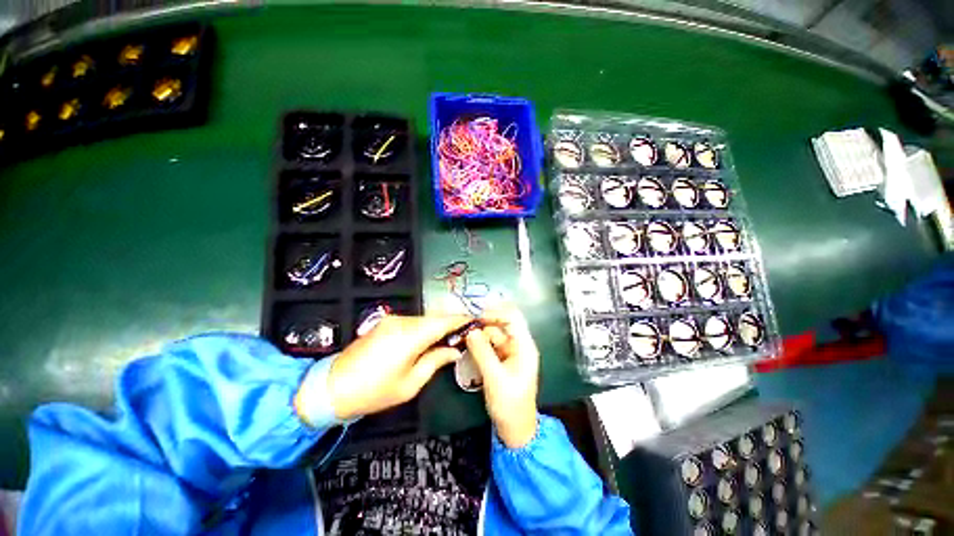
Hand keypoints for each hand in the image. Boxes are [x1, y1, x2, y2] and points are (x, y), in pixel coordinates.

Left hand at [319, 315, 469, 419]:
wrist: (332, 387)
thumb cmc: (374, 391)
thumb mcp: (411, 383)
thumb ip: (436, 361)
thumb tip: (454, 350)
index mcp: (410, 335)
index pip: (444, 322)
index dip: (461, 320)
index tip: (476, 322)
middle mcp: (403, 321)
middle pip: (435, 318)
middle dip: (451, 324)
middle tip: (465, 335)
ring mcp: (392, 320)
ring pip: (424, 319)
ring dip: (438, 326)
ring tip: (450, 339)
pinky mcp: (385, 323)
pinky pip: (413, 322)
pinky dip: (425, 328)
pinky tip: (429, 339)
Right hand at [465, 306, 539, 448]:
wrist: (515, 429)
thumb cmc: (510, 404)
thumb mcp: (495, 378)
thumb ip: (482, 353)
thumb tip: (470, 331)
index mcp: (524, 346)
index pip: (513, 317)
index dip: (496, 311)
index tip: (476, 314)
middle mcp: (518, 345)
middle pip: (501, 324)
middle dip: (484, 322)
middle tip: (464, 324)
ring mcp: (509, 352)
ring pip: (493, 334)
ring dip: (479, 333)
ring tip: (462, 334)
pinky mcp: (501, 359)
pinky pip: (489, 345)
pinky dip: (479, 343)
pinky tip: (467, 344)